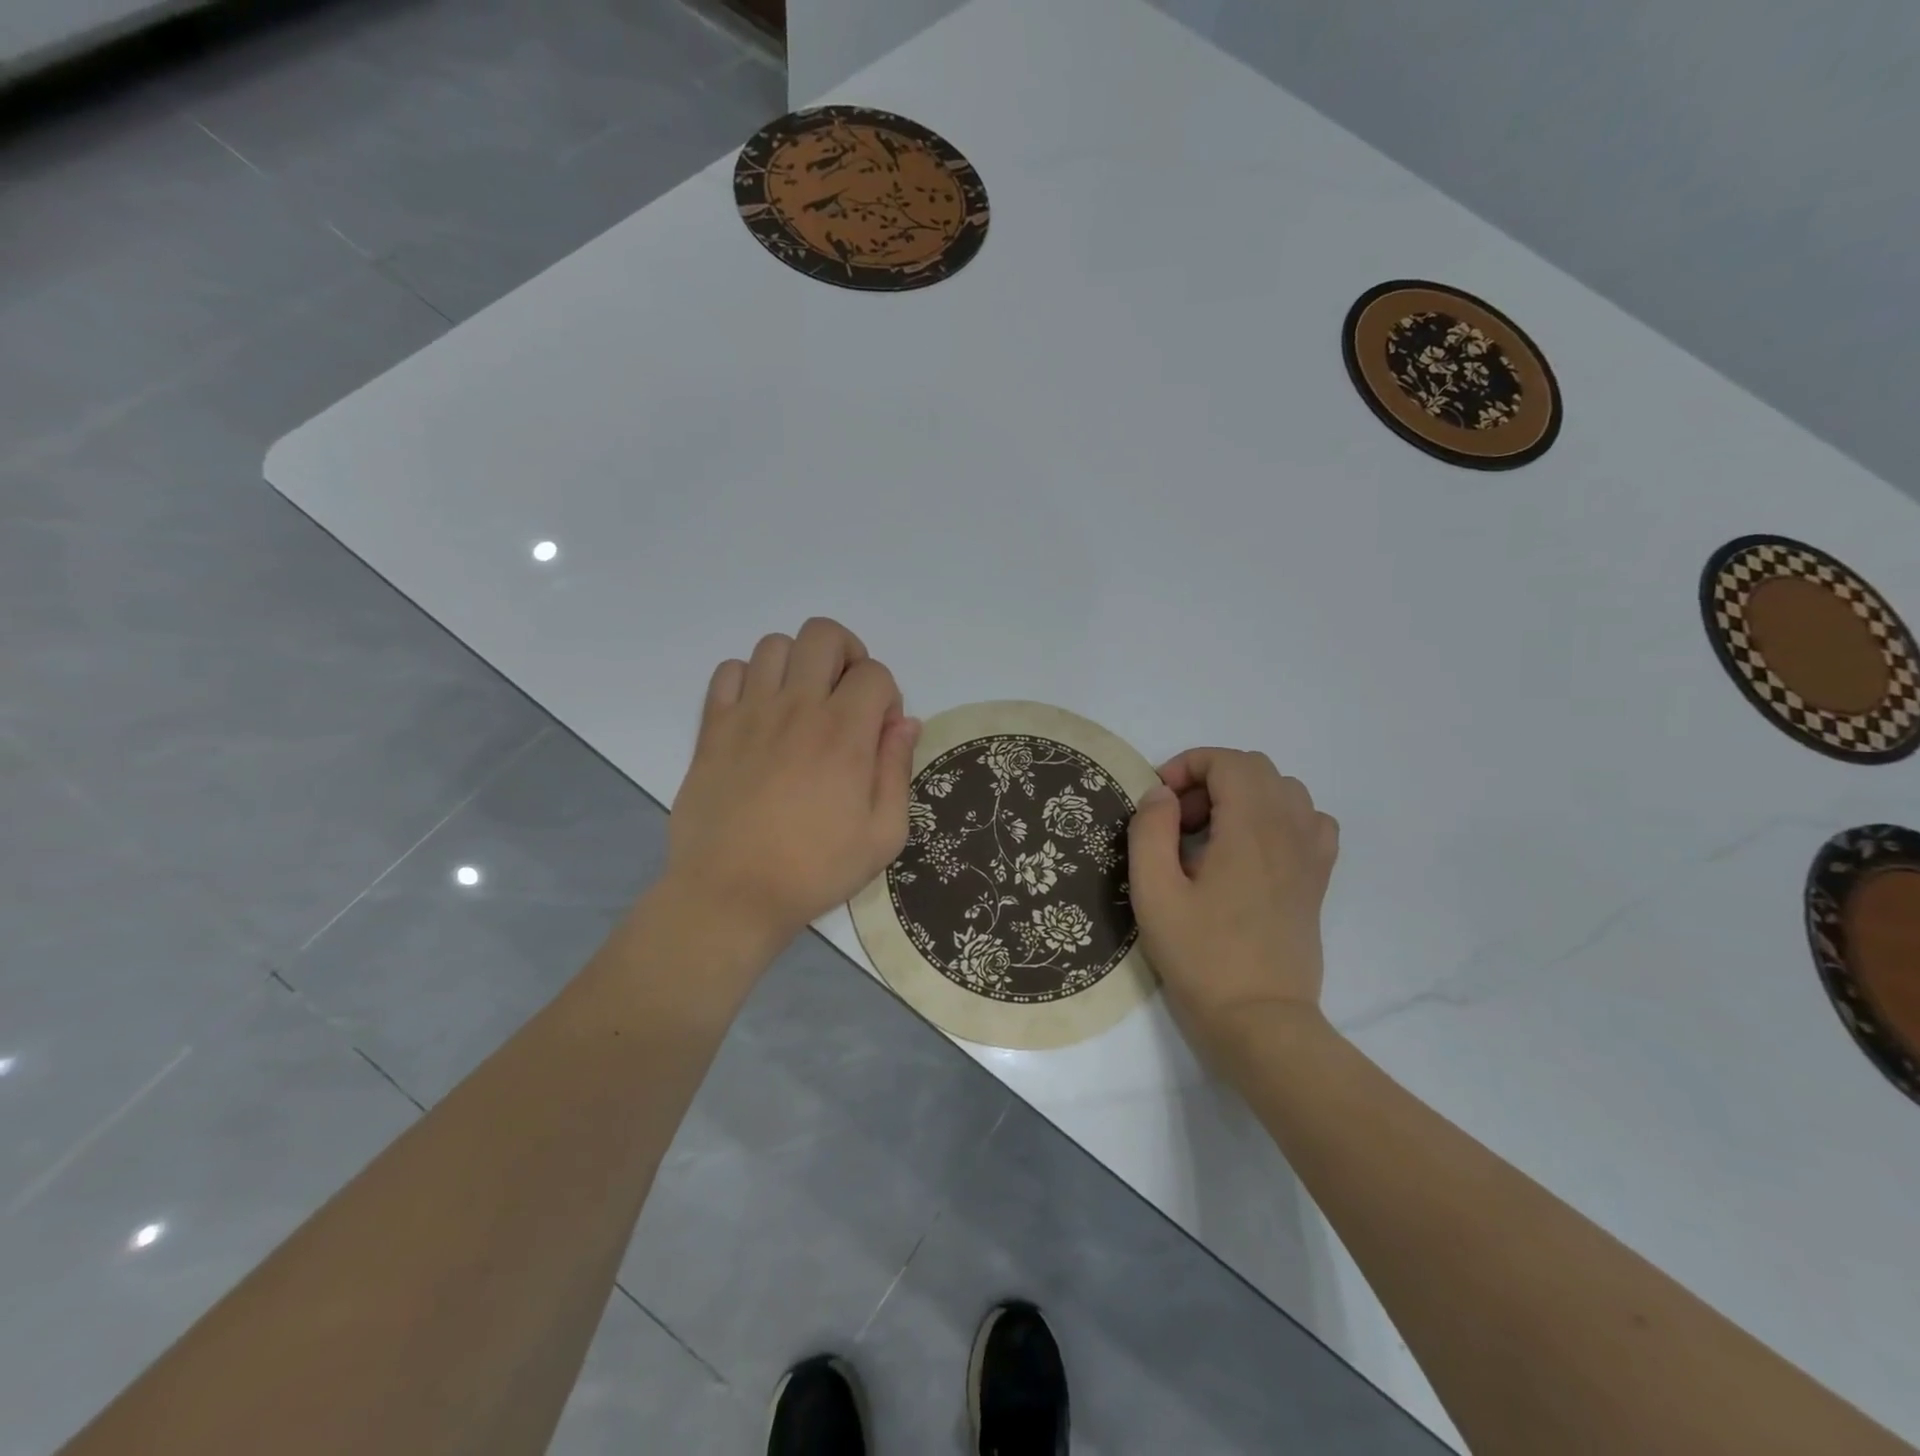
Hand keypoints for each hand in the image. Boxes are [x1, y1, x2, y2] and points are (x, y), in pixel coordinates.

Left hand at [668, 618, 920, 943]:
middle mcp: (797, 709)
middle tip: (845, 697)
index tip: (878, 733)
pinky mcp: (712, 729)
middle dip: (846, 655)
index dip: (886, 695)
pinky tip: (759, 713)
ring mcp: (748, 714)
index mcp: (843, 733)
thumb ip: (897, 769)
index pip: (874, 672)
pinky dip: (748, 678)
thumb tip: (904, 722)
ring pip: (774, 645)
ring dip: (798, 664)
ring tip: (802, 703)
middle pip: (823, 635)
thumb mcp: (883, 834)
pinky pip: (727, 672)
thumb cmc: (814, 870)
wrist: (731, 895)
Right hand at [1127, 748, 1339, 1061]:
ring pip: (1285, 790)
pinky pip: (1310, 822)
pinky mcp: (1317, 880)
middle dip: (1210, 779)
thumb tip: (1161, 795)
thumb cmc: (1200, 956)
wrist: (1259, 1019)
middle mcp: (1289, 831)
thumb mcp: (1154, 892)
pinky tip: (1254, 848)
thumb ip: (1150, 831)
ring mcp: (1310, 855)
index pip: (1229, 761)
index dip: (1188, 765)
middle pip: (1256, 769)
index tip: (1159, 801)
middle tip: (1179, 821)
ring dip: (1244, 795)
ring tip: (1212, 834)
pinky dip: (1280, 818)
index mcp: (1250, 829)